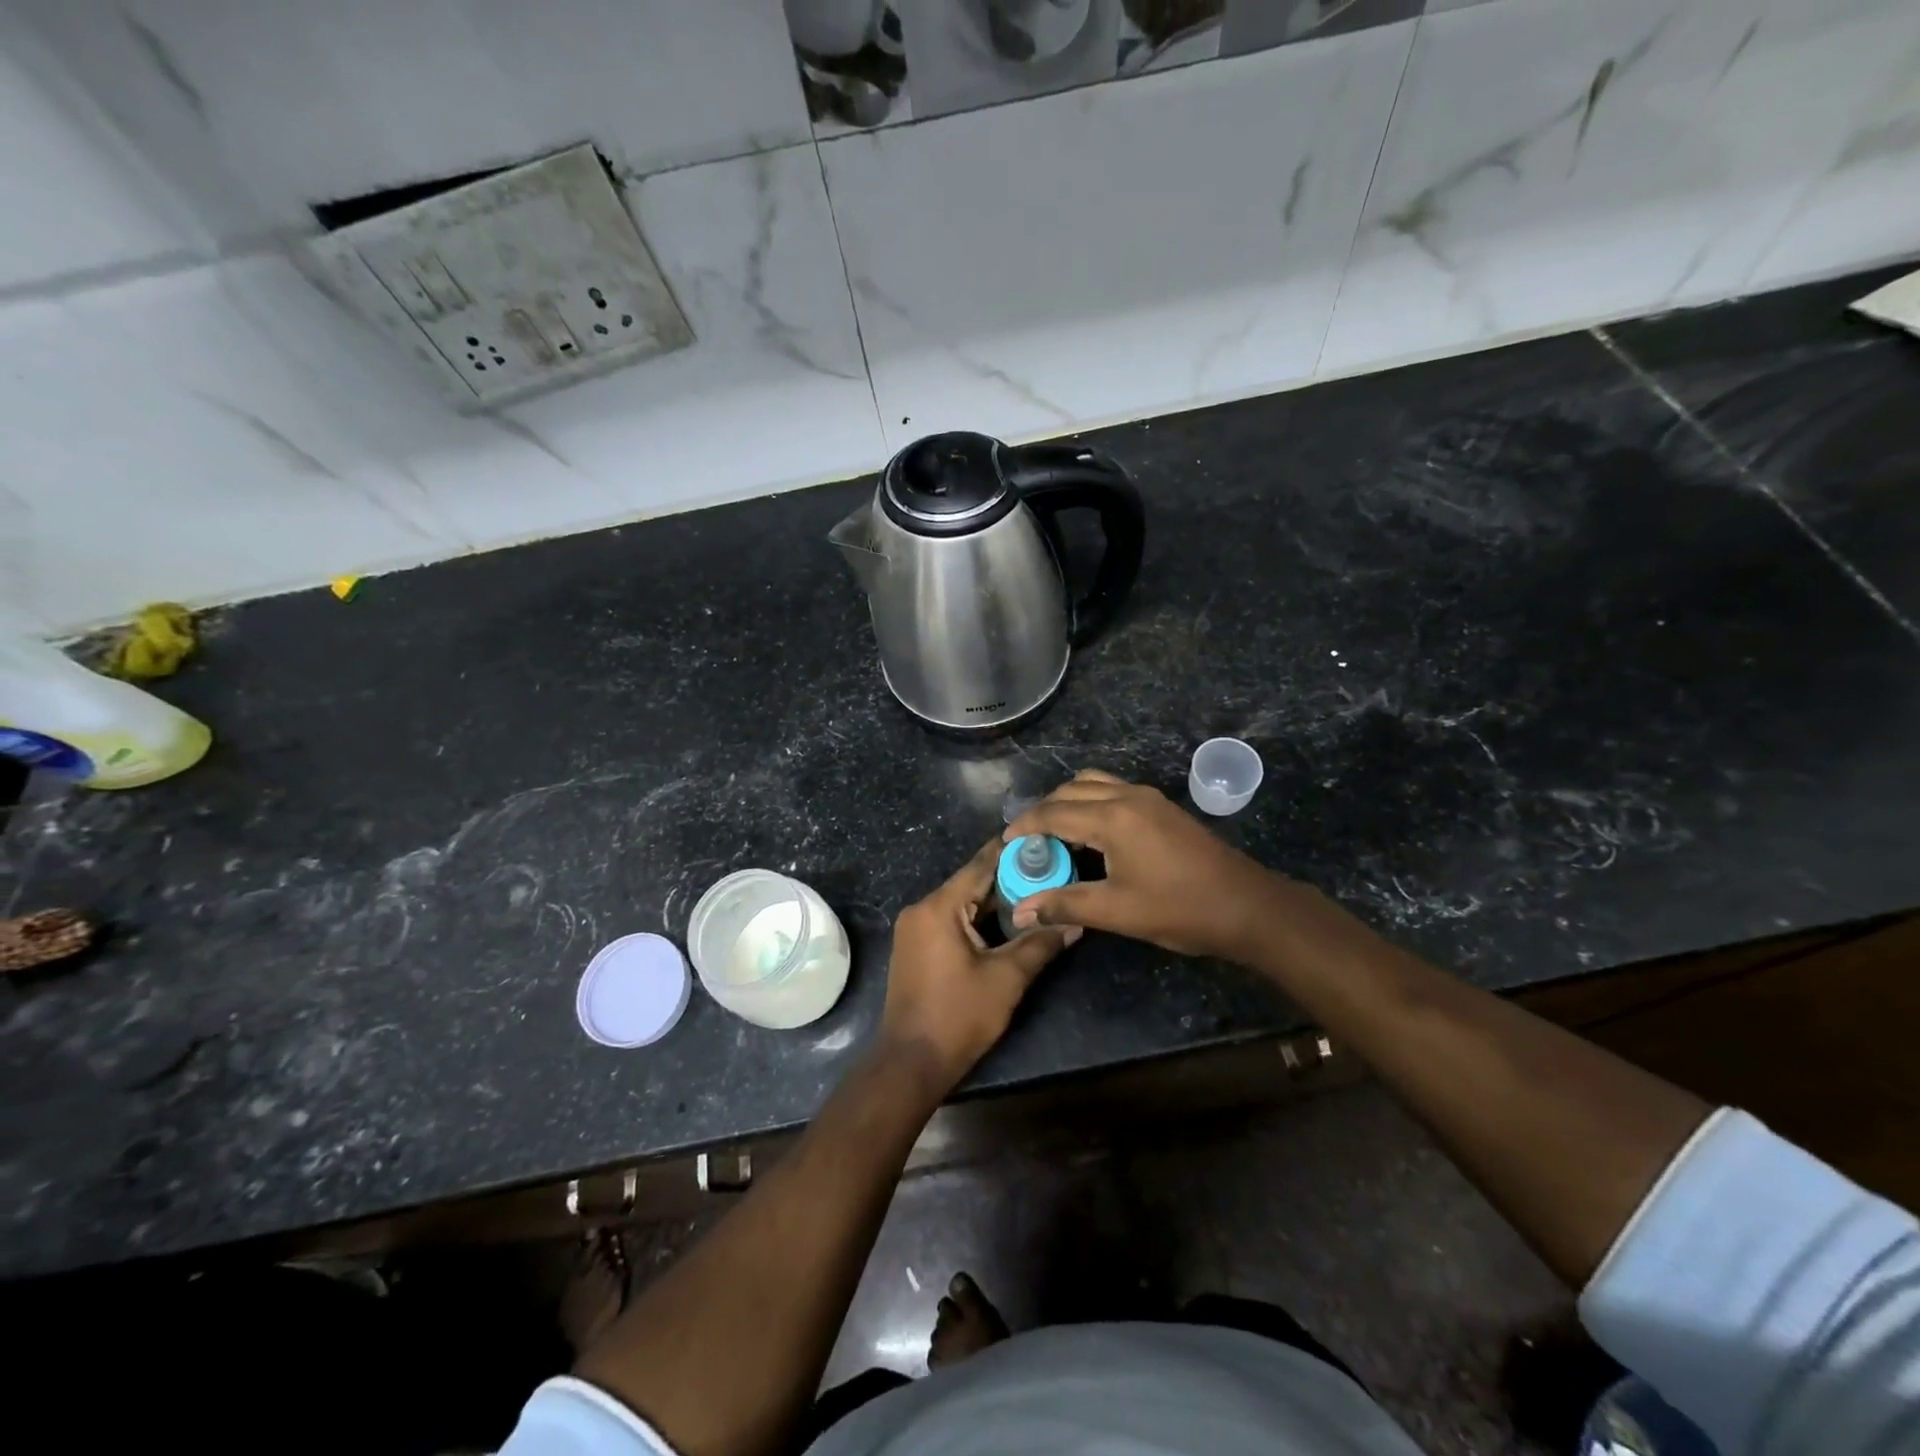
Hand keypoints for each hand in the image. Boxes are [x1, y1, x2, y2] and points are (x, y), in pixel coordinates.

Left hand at [880, 839, 1080, 1093]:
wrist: (911, 1062)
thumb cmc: (959, 1016)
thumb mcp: (1007, 978)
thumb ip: (1041, 944)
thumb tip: (1076, 922)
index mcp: (939, 907)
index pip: (981, 864)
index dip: (1013, 851)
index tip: (1044, 840)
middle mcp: (921, 908)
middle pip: (972, 883)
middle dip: (1010, 879)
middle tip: (1050, 872)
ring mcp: (915, 928)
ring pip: (962, 902)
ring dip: (995, 901)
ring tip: (1037, 895)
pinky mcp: (915, 946)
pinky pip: (951, 919)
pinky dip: (978, 918)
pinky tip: (1007, 923)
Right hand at [1004, 770, 1279, 961]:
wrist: (1247, 906)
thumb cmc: (1180, 909)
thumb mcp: (1117, 911)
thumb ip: (1065, 904)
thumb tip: (1020, 912)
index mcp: (1112, 817)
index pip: (1054, 812)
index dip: (1025, 825)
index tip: (1004, 841)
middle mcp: (1127, 796)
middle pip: (1071, 790)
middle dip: (1044, 810)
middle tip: (1027, 840)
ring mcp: (1149, 798)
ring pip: (1094, 784)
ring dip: (1068, 801)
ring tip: (1055, 833)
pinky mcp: (1162, 807)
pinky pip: (1113, 791)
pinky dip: (1091, 803)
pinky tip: (1091, 834)